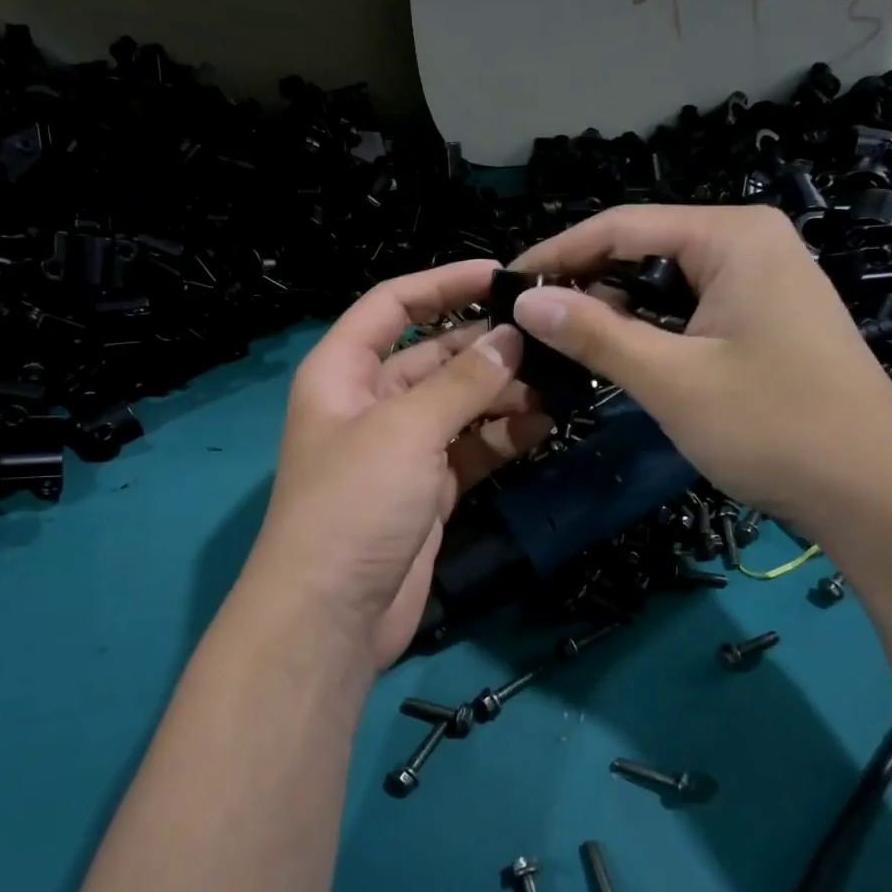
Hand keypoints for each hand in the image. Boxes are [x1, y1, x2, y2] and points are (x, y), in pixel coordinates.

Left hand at [244, 260, 551, 668]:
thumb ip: (462, 381)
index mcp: (343, 372)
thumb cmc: (354, 504)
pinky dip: (505, 436)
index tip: (501, 275)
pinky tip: (546, 424)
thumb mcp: (406, 430)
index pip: (392, 305)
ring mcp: (402, 449)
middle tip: (549, 338)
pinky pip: (472, 448)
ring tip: (560, 382)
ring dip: (504, 392)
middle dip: (487, 346)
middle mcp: (370, 403)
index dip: (442, 283)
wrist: (331, 616)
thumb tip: (511, 338)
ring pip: (460, 403)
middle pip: (434, 355)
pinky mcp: (429, 490)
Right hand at [509, 205, 891, 541]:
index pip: (620, 226)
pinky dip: (651, 330)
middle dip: (585, 285)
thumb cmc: (774, 426)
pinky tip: (620, 356)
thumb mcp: (671, 379)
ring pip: (664, 283)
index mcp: (732, 235)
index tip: (504, 285)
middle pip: (642, 250)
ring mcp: (763, 280)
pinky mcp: (766, 318)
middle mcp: (749, 242)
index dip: (557, 254)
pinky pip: (691, 309)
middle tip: (528, 324)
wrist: (876, 493)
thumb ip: (594, 333)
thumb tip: (524, 300)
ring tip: (562, 343)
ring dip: (615, 311)